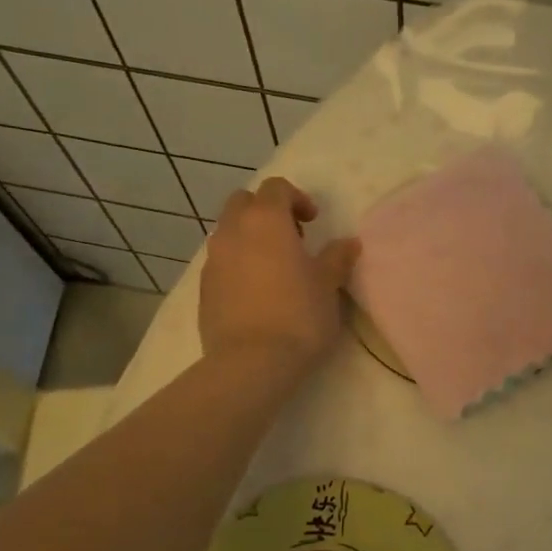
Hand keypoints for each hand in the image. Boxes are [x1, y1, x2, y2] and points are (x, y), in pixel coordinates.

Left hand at [200, 178, 358, 376]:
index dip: (296, 198)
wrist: (251, 362)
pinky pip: (220, 262)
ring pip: (228, 232)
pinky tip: (256, 292)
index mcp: (265, 220)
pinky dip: (237, 264)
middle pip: (243, 202)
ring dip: (249, 238)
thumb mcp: (327, 285)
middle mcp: (233, 231)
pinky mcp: (203, 288)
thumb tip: (348, 243)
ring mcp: (213, 260)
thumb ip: (337, 258)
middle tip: (291, 238)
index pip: (276, 188)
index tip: (313, 222)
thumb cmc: (298, 316)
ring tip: (273, 267)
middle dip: (265, 211)